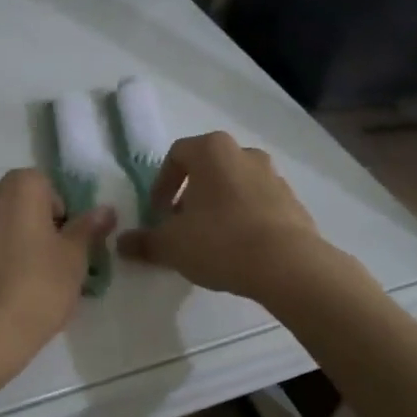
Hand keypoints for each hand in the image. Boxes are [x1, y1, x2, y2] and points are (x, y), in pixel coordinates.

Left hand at [0, 169, 114, 389]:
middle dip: (39, 227)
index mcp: (20, 184)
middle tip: (53, 265)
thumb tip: (105, 210)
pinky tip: (5, 288)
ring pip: (2, 224)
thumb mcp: (74, 259)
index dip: (64, 219)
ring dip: (17, 241)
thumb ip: (88, 228)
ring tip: (30, 281)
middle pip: (24, 204)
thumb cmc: (36, 288)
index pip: (52, 190)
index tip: (69, 249)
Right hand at [119, 132, 334, 301]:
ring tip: (210, 239)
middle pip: (208, 168)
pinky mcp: (294, 202)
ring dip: (218, 206)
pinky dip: (244, 219)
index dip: (162, 183)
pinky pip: (259, 205)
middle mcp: (244, 154)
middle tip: (181, 224)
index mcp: (212, 150)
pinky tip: (238, 249)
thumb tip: (122, 244)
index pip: (176, 155)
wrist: (288, 265)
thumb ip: (144, 242)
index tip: (157, 212)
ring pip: (235, 185)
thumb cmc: (220, 241)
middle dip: (191, 194)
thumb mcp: (171, 245)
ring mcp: (274, 176)